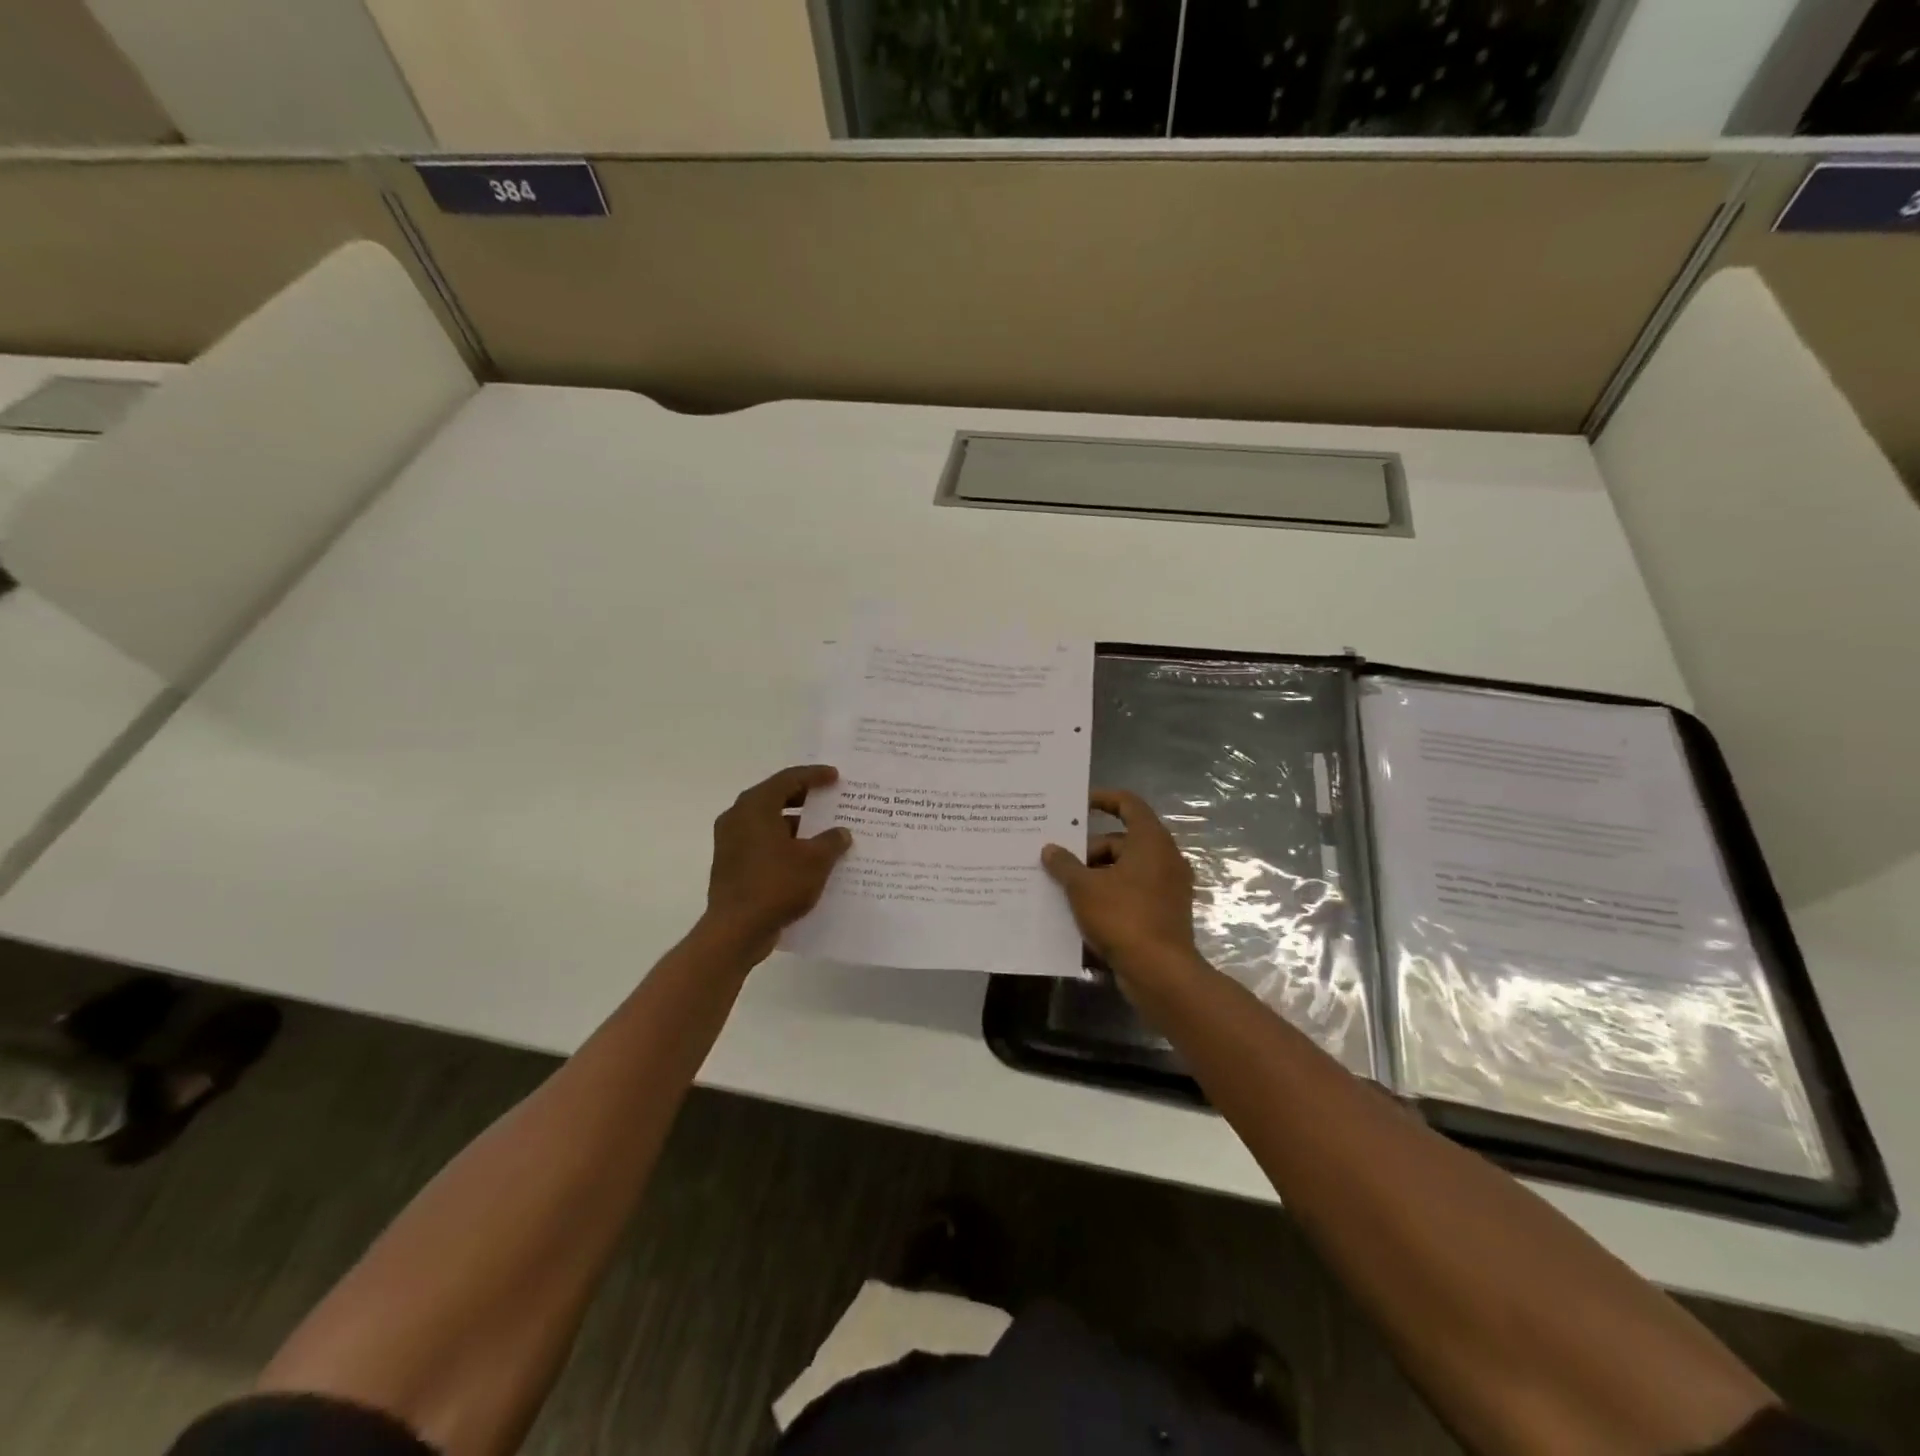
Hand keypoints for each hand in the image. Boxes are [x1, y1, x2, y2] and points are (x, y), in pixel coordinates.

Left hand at [703, 765, 851, 960]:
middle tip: (830, 799)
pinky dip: (785, 844)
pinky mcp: (731, 865)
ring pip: (769, 823)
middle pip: (775, 797)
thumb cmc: (776, 885)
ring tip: (824, 830)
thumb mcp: (815, 861)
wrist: (736, 930)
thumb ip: (831, 841)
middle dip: (805, 798)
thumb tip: (841, 833)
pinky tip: (807, 858)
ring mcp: (731, 842)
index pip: (788, 779)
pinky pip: (762, 844)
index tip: (835, 777)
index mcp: (755, 807)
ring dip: (796, 824)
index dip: (814, 775)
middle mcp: (738, 818)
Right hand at [1041, 789, 1199, 993]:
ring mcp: (1167, 887)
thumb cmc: (1123, 917)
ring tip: (1063, 887)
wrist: (1160, 972)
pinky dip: (1109, 894)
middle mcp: (1164, 858)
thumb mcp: (1084, 888)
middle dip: (1088, 849)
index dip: (1102, 799)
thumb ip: (1064, 865)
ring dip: (1095, 874)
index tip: (1076, 805)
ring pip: (1124, 868)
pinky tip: (1082, 910)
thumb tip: (1050, 849)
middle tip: (1058, 861)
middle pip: (1121, 840)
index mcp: (1150, 841)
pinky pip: (1131, 892)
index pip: (1128, 803)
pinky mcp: (1164, 912)